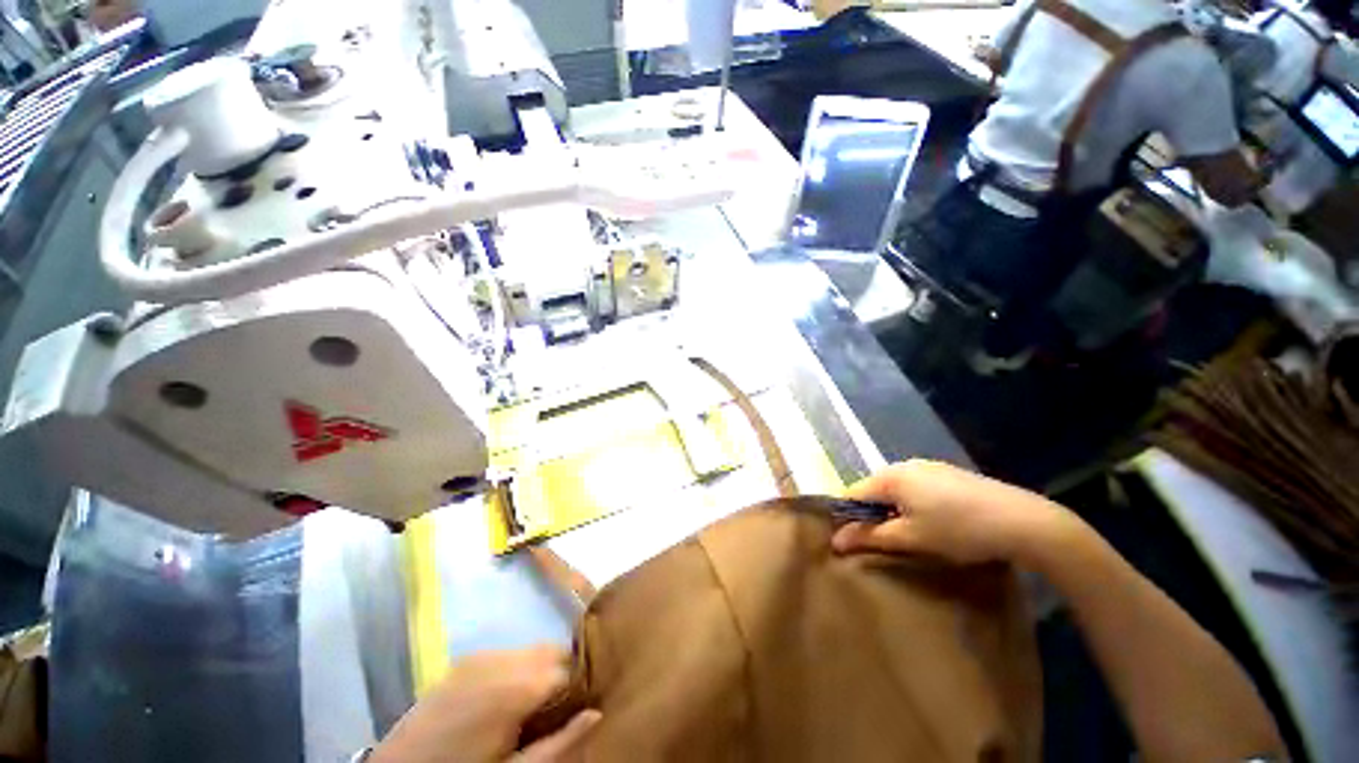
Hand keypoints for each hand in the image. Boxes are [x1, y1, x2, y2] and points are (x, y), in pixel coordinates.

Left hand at [371, 646, 599, 762]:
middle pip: (552, 650)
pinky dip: (517, 666)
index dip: (581, 683)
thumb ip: (559, 742)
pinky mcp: (464, 660)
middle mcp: (502, 659)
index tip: (583, 702)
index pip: (570, 667)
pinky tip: (507, 695)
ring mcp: (480, 656)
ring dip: (541, 668)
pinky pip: (506, 653)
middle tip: (560, 707)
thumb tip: (597, 712)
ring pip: (531, 649)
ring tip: (534, 703)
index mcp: (517, 687)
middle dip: (563, 671)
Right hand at [831, 460, 1074, 565]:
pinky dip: (916, 505)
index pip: (853, 494)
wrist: (1023, 522)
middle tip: (887, 543)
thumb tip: (836, 541)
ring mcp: (930, 466)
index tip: (855, 542)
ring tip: (913, 536)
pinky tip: (937, 524)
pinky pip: (918, 487)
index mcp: (890, 476)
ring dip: (896, 511)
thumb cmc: (958, 530)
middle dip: (874, 515)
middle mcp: (905, 465)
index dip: (849, 518)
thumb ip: (870, 537)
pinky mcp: (950, 474)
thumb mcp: (910, 538)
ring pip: (898, 489)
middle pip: (875, 490)